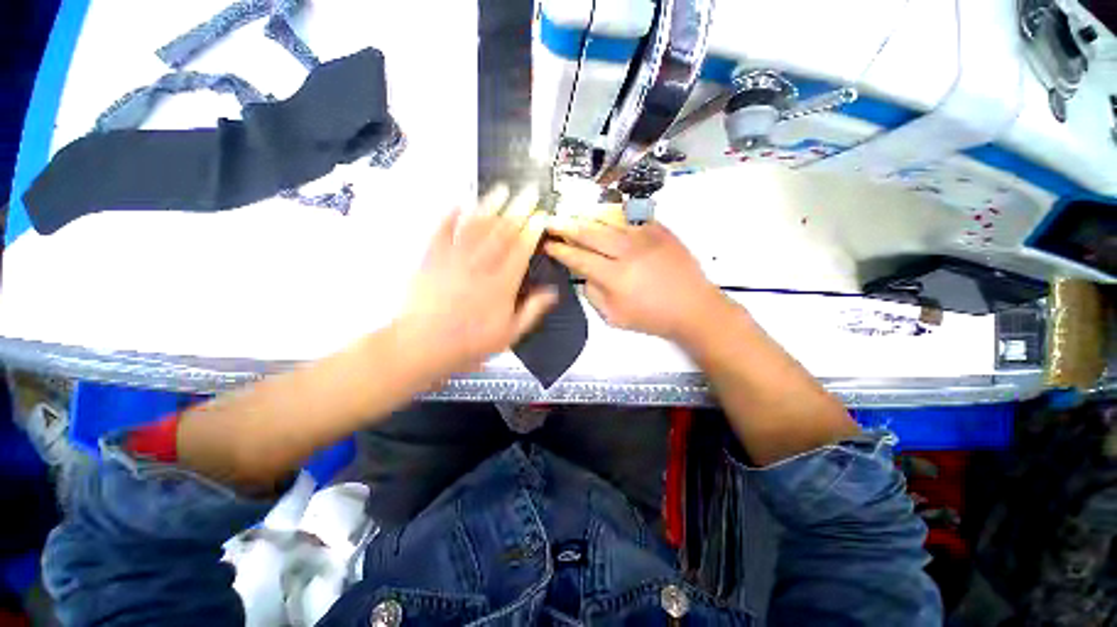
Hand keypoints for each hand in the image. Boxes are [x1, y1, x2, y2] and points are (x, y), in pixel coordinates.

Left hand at [399, 185, 557, 375]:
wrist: (423, 345)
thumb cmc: (470, 342)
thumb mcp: (509, 334)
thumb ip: (532, 310)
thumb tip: (552, 292)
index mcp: (502, 283)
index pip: (521, 249)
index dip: (533, 230)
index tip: (541, 215)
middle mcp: (481, 265)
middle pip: (502, 231)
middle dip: (518, 209)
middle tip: (528, 191)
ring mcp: (455, 258)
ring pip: (475, 225)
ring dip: (489, 205)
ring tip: (501, 188)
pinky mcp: (431, 258)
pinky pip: (442, 231)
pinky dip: (450, 215)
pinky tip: (458, 203)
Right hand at [545, 218, 727, 341]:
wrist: (693, 307)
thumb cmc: (652, 317)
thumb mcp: (614, 317)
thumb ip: (593, 294)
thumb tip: (584, 273)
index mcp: (614, 276)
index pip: (579, 258)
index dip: (560, 250)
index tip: (548, 244)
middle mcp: (627, 251)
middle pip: (589, 232)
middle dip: (566, 226)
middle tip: (551, 220)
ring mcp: (645, 236)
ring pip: (608, 220)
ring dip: (587, 216)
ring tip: (573, 213)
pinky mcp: (660, 230)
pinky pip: (631, 217)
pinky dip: (614, 215)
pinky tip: (604, 215)